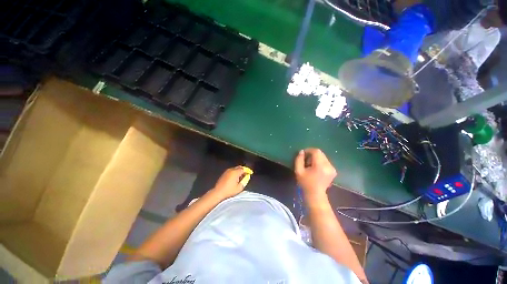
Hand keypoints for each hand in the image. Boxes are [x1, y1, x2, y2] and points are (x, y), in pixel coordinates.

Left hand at [210, 166, 246, 199]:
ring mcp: (227, 171)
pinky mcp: (224, 173)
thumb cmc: (229, 191)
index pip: (244, 169)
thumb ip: (245, 180)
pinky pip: (232, 171)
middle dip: (244, 170)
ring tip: (242, 177)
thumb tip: (247, 176)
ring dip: (239, 171)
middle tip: (246, 174)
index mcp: (235, 172)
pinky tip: (236, 178)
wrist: (218, 192)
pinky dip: (235, 172)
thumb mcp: (240, 187)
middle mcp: (231, 170)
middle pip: (239, 167)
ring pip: (235, 169)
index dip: (248, 170)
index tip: (250, 173)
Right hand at [294, 148, 336, 199]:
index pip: (316, 151)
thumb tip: (301, 151)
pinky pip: (326, 161)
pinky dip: (319, 162)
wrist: (315, 195)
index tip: (303, 154)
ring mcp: (332, 168)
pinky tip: (315, 168)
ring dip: (315, 158)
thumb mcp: (298, 171)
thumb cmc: (305, 183)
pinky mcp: (333, 171)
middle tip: (305, 160)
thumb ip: (299, 160)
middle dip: (312, 154)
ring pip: (323, 157)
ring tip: (310, 165)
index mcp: (320, 166)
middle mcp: (328, 165)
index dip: (309, 150)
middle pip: (320, 153)